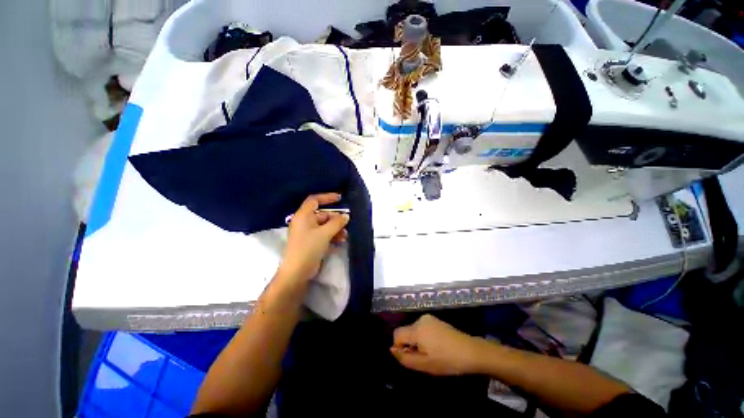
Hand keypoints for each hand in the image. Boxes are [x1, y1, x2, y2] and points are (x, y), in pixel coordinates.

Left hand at [278, 193, 349, 282]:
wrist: (297, 271)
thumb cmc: (309, 247)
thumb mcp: (325, 233)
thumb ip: (337, 222)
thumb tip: (346, 216)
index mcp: (303, 216)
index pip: (314, 200)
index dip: (327, 197)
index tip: (339, 198)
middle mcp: (304, 222)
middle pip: (322, 215)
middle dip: (335, 219)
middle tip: (346, 223)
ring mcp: (307, 233)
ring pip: (324, 226)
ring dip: (335, 229)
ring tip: (345, 235)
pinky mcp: (310, 242)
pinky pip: (323, 234)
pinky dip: (332, 236)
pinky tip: (341, 241)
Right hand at [391, 314, 485, 375]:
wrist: (471, 351)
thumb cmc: (447, 360)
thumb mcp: (424, 364)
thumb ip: (405, 358)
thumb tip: (392, 350)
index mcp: (416, 329)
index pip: (396, 334)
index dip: (399, 347)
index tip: (410, 357)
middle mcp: (420, 320)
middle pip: (406, 331)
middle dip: (409, 345)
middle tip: (423, 358)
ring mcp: (429, 318)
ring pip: (414, 330)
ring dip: (417, 342)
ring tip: (431, 353)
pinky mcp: (436, 320)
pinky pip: (422, 328)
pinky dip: (424, 337)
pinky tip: (436, 347)